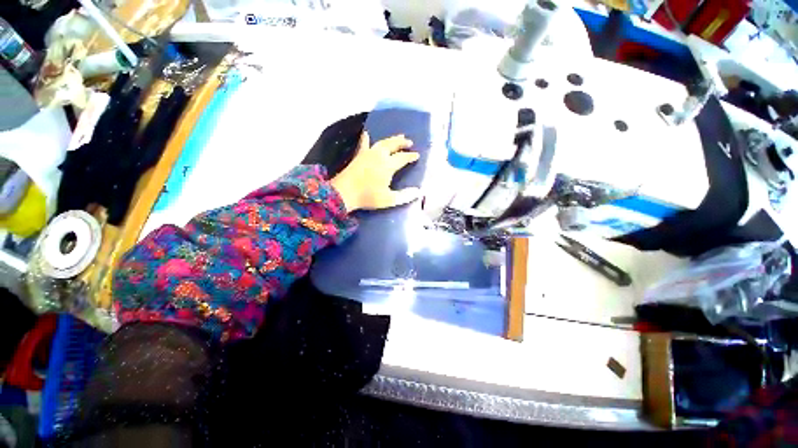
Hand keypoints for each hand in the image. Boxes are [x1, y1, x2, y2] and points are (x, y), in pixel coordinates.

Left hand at [331, 131, 420, 211]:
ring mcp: (367, 154)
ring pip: (381, 142)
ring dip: (391, 139)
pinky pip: (363, 144)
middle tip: (409, 141)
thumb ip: (405, 196)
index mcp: (388, 165)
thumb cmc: (368, 197)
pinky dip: (366, 139)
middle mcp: (379, 156)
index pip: (402, 158)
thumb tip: (419, 191)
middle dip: (402, 142)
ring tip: (398, 136)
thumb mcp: (389, 199)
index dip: (410, 156)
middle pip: (393, 145)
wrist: (344, 193)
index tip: (417, 155)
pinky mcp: (358, 156)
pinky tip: (366, 133)